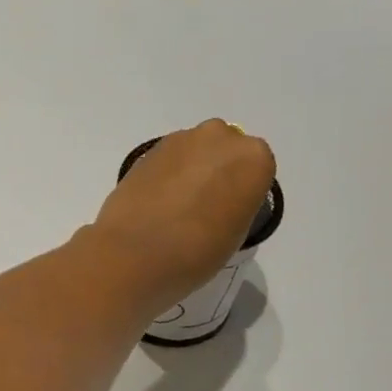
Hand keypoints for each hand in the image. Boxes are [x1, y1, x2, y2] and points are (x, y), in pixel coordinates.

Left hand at [93, 120, 276, 301]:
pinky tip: (155, 203)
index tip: (230, 212)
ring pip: (194, 152)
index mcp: (254, 158)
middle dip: (216, 172)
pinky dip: (165, 176)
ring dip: (189, 171)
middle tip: (203, 206)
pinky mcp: (146, 150)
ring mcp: (179, 140)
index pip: (256, 169)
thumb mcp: (237, 233)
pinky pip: (167, 160)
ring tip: (175, 207)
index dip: (242, 191)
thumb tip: (219, 201)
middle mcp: (219, 137)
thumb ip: (236, 204)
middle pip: (224, 151)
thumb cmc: (198, 251)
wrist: (135, 252)